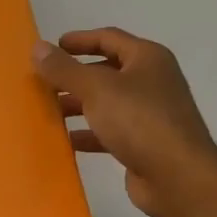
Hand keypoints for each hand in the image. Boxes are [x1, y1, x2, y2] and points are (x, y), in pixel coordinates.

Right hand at [33, 28, 216, 216]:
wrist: (178, 177)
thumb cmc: (139, 121)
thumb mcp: (96, 88)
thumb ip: (64, 69)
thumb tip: (37, 47)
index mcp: (147, 58)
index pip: (109, 38)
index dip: (79, 40)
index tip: (51, 48)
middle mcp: (152, 81)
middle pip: (106, 71)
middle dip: (74, 76)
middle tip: (43, 82)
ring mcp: (150, 114)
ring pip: (106, 103)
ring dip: (78, 105)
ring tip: (48, 111)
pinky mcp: (144, 143)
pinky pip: (110, 131)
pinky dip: (88, 133)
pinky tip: (66, 140)